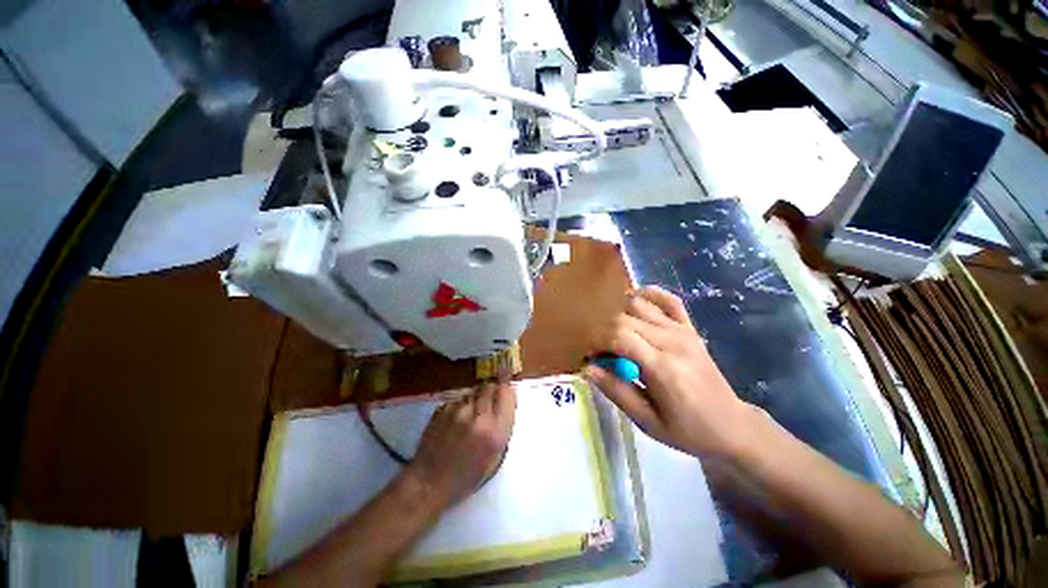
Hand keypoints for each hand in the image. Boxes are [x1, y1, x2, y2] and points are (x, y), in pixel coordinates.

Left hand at [405, 382, 516, 507]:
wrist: (428, 483)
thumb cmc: (465, 477)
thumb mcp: (495, 456)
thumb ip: (503, 426)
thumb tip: (507, 401)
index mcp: (495, 432)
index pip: (506, 392)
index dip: (506, 392)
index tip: (504, 396)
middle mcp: (478, 417)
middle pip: (489, 386)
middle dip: (490, 392)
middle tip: (486, 406)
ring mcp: (458, 411)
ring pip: (472, 391)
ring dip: (474, 399)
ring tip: (468, 417)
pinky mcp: (442, 409)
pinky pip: (458, 399)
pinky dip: (460, 405)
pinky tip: (454, 422)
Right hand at [583, 286, 755, 458]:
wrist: (732, 426)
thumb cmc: (688, 431)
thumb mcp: (647, 421)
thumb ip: (616, 391)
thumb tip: (587, 368)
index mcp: (662, 368)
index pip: (618, 336)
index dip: (597, 341)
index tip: (591, 356)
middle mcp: (672, 341)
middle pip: (623, 318)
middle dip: (603, 331)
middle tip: (602, 352)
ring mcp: (683, 331)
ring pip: (639, 305)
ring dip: (619, 316)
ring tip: (617, 337)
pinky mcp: (690, 328)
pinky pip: (668, 300)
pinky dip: (648, 296)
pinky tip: (636, 306)